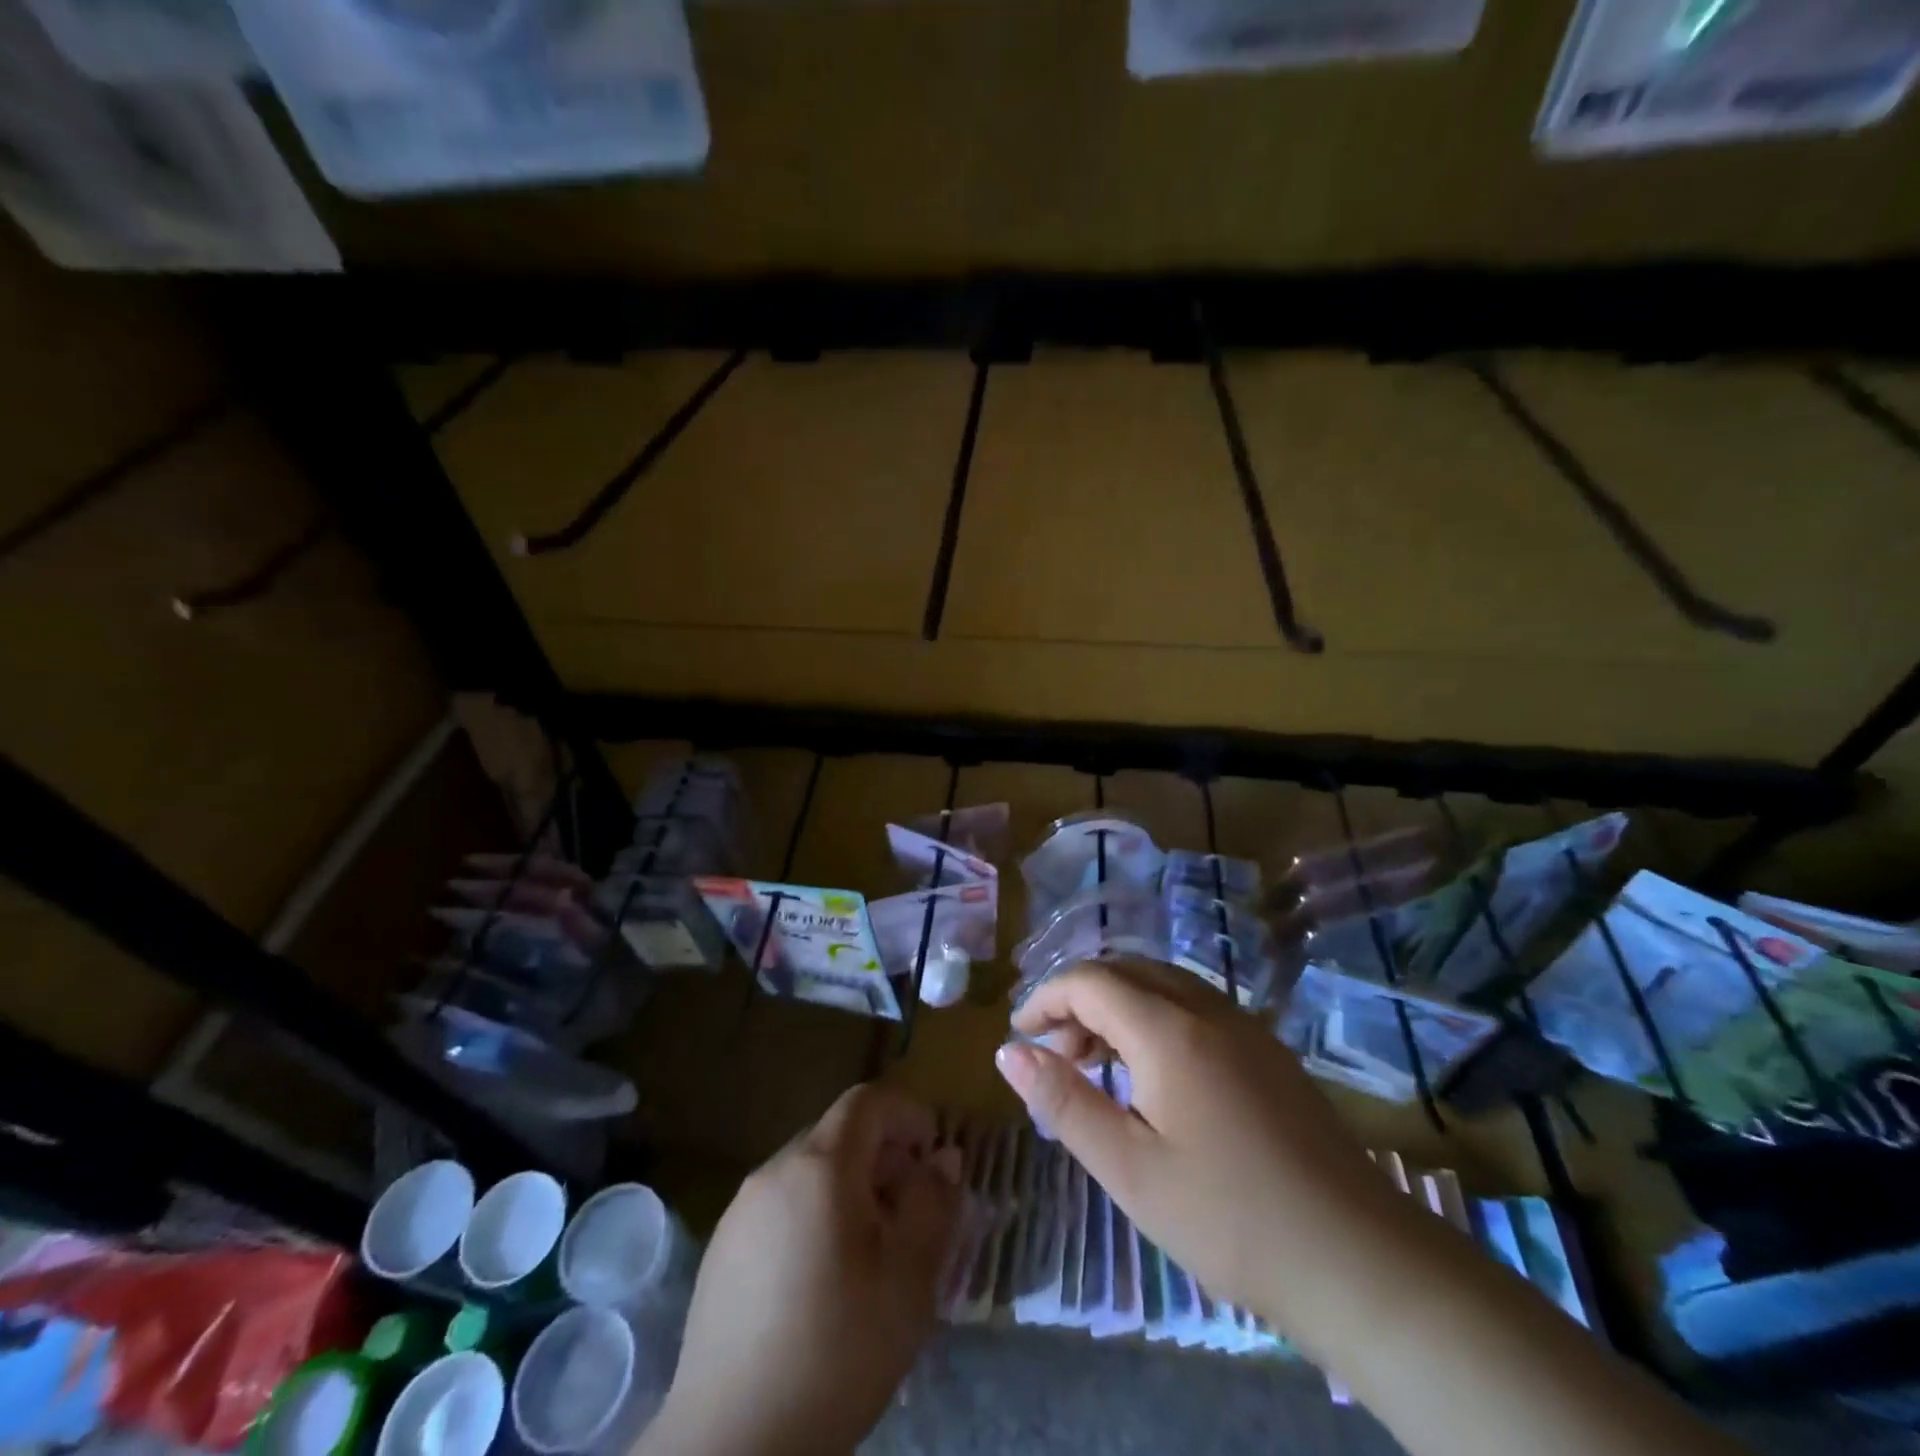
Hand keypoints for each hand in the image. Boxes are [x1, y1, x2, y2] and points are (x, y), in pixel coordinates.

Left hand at [644, 1084, 960, 1455]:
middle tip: (910, 1212)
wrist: (732, 1443)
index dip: (908, 1114)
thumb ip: (933, 1206)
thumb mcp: (908, 1280)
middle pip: (838, 1134)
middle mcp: (775, 1170)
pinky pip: (779, 1205)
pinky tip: (820, 1280)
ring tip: (870, 1251)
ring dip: (848, 1188)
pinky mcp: (720, 1249)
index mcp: (820, 1166)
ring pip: (809, 1170)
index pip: (868, 1101)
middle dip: (883, 1156)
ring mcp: (741, 1209)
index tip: (933, 1157)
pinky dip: (812, 1215)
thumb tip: (944, 1159)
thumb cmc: (836, 1351)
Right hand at [996, 959, 1417, 1354]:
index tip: (1019, 1036)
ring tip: (1096, 1064)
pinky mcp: (1267, 1050)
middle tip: (1055, 1053)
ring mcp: (1244, 1026)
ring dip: (1117, 1007)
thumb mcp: (1129, 1168)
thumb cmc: (1229, 1218)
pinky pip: (1193, 1006)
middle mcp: (1207, 1008)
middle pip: (1126, 971)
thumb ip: (1065, 1101)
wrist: (1359, 1260)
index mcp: (1169, 1029)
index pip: (1090, 980)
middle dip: (1079, 999)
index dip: (1046, 998)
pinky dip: (1153, 1019)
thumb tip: (1009, 1052)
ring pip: (1162, 985)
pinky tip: (1153, 1076)